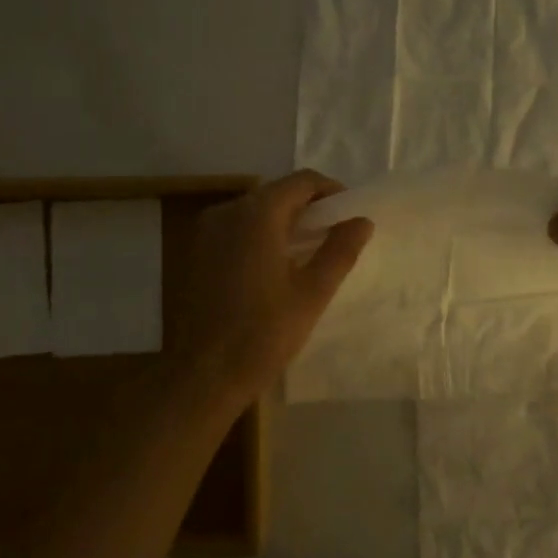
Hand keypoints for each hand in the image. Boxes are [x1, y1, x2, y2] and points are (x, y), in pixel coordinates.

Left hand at [168, 170, 372, 401]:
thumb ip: (340, 250)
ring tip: (310, 251)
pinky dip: (261, 235)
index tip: (350, 214)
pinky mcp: (196, 252)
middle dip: (309, 207)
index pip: (301, 181)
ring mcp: (206, 232)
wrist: (204, 375)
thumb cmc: (264, 334)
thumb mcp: (313, 293)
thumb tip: (361, 221)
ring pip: (255, 210)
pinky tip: (276, 265)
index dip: (331, 191)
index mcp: (257, 215)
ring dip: (285, 221)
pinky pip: (236, 228)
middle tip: (335, 235)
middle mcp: (227, 212)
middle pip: (276, 192)